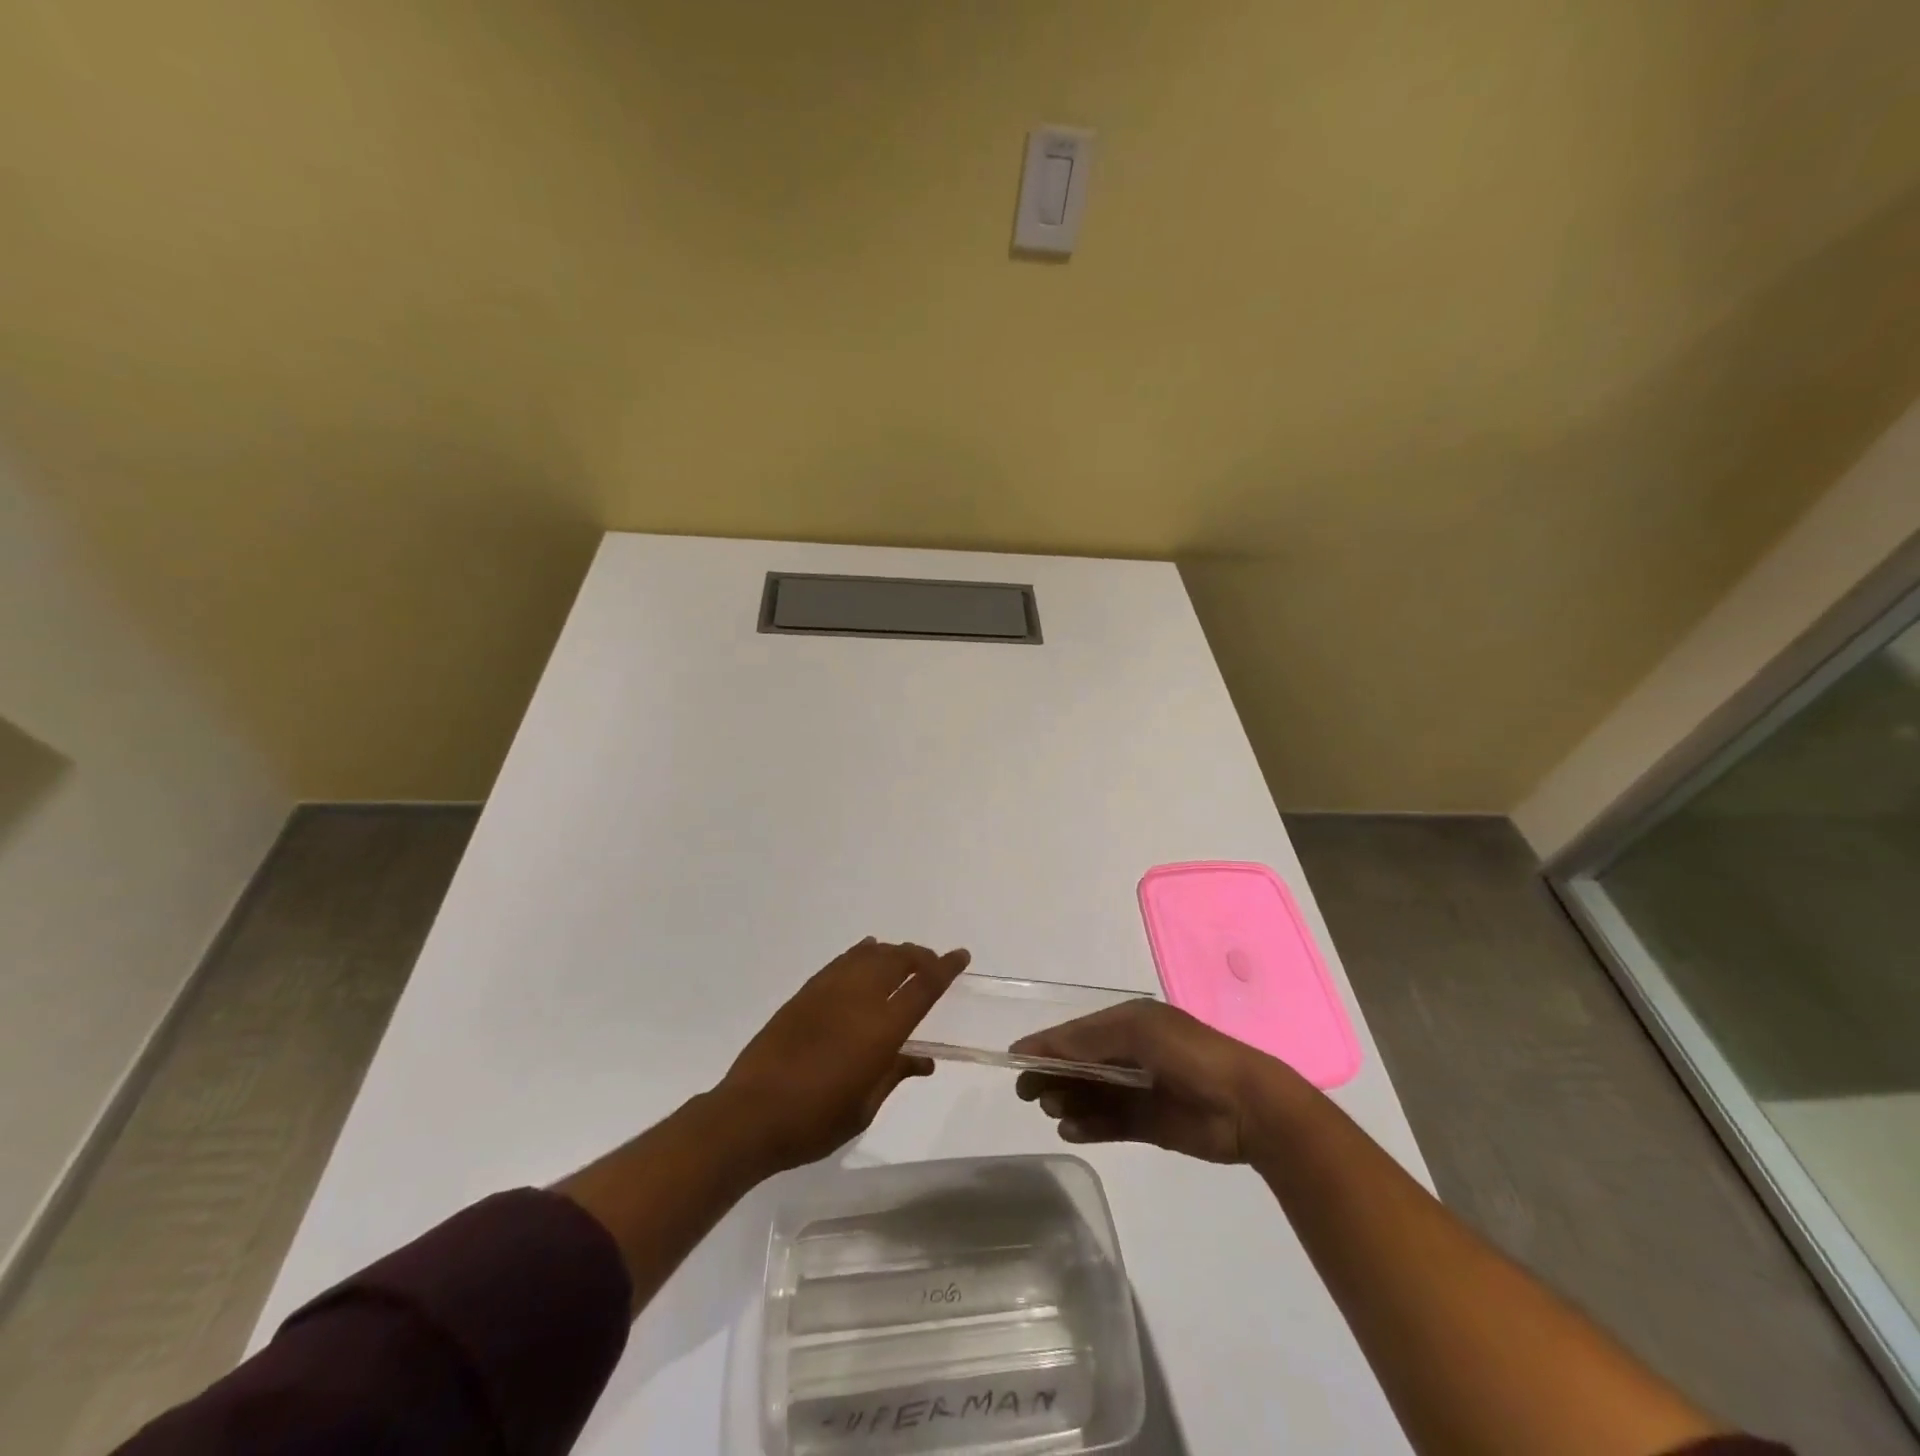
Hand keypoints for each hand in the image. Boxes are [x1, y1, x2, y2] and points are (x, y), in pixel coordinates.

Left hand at [718, 938, 969, 1173]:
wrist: (750, 1115)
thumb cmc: (814, 1121)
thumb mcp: (864, 1107)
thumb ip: (894, 1073)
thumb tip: (922, 1059)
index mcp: (881, 1029)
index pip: (923, 987)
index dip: (945, 968)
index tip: (961, 955)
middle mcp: (858, 999)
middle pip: (897, 960)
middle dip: (920, 956)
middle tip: (932, 963)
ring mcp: (828, 991)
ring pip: (869, 955)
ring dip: (892, 952)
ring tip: (903, 959)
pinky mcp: (805, 993)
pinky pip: (841, 961)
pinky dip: (860, 953)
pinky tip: (866, 953)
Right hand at [1013, 999, 1308, 1163]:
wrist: (1248, 1106)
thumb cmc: (1191, 1056)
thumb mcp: (1137, 1033)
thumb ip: (1089, 1041)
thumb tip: (1043, 1046)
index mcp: (1130, 1023)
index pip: (1077, 1032)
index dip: (1047, 1044)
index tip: (1015, 1058)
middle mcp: (1131, 1053)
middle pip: (1080, 1063)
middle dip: (1053, 1074)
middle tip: (1027, 1092)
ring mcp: (1140, 1089)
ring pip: (1091, 1094)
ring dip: (1068, 1100)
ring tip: (1053, 1110)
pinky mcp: (1149, 1123)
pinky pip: (1109, 1123)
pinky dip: (1088, 1126)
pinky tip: (1071, 1130)